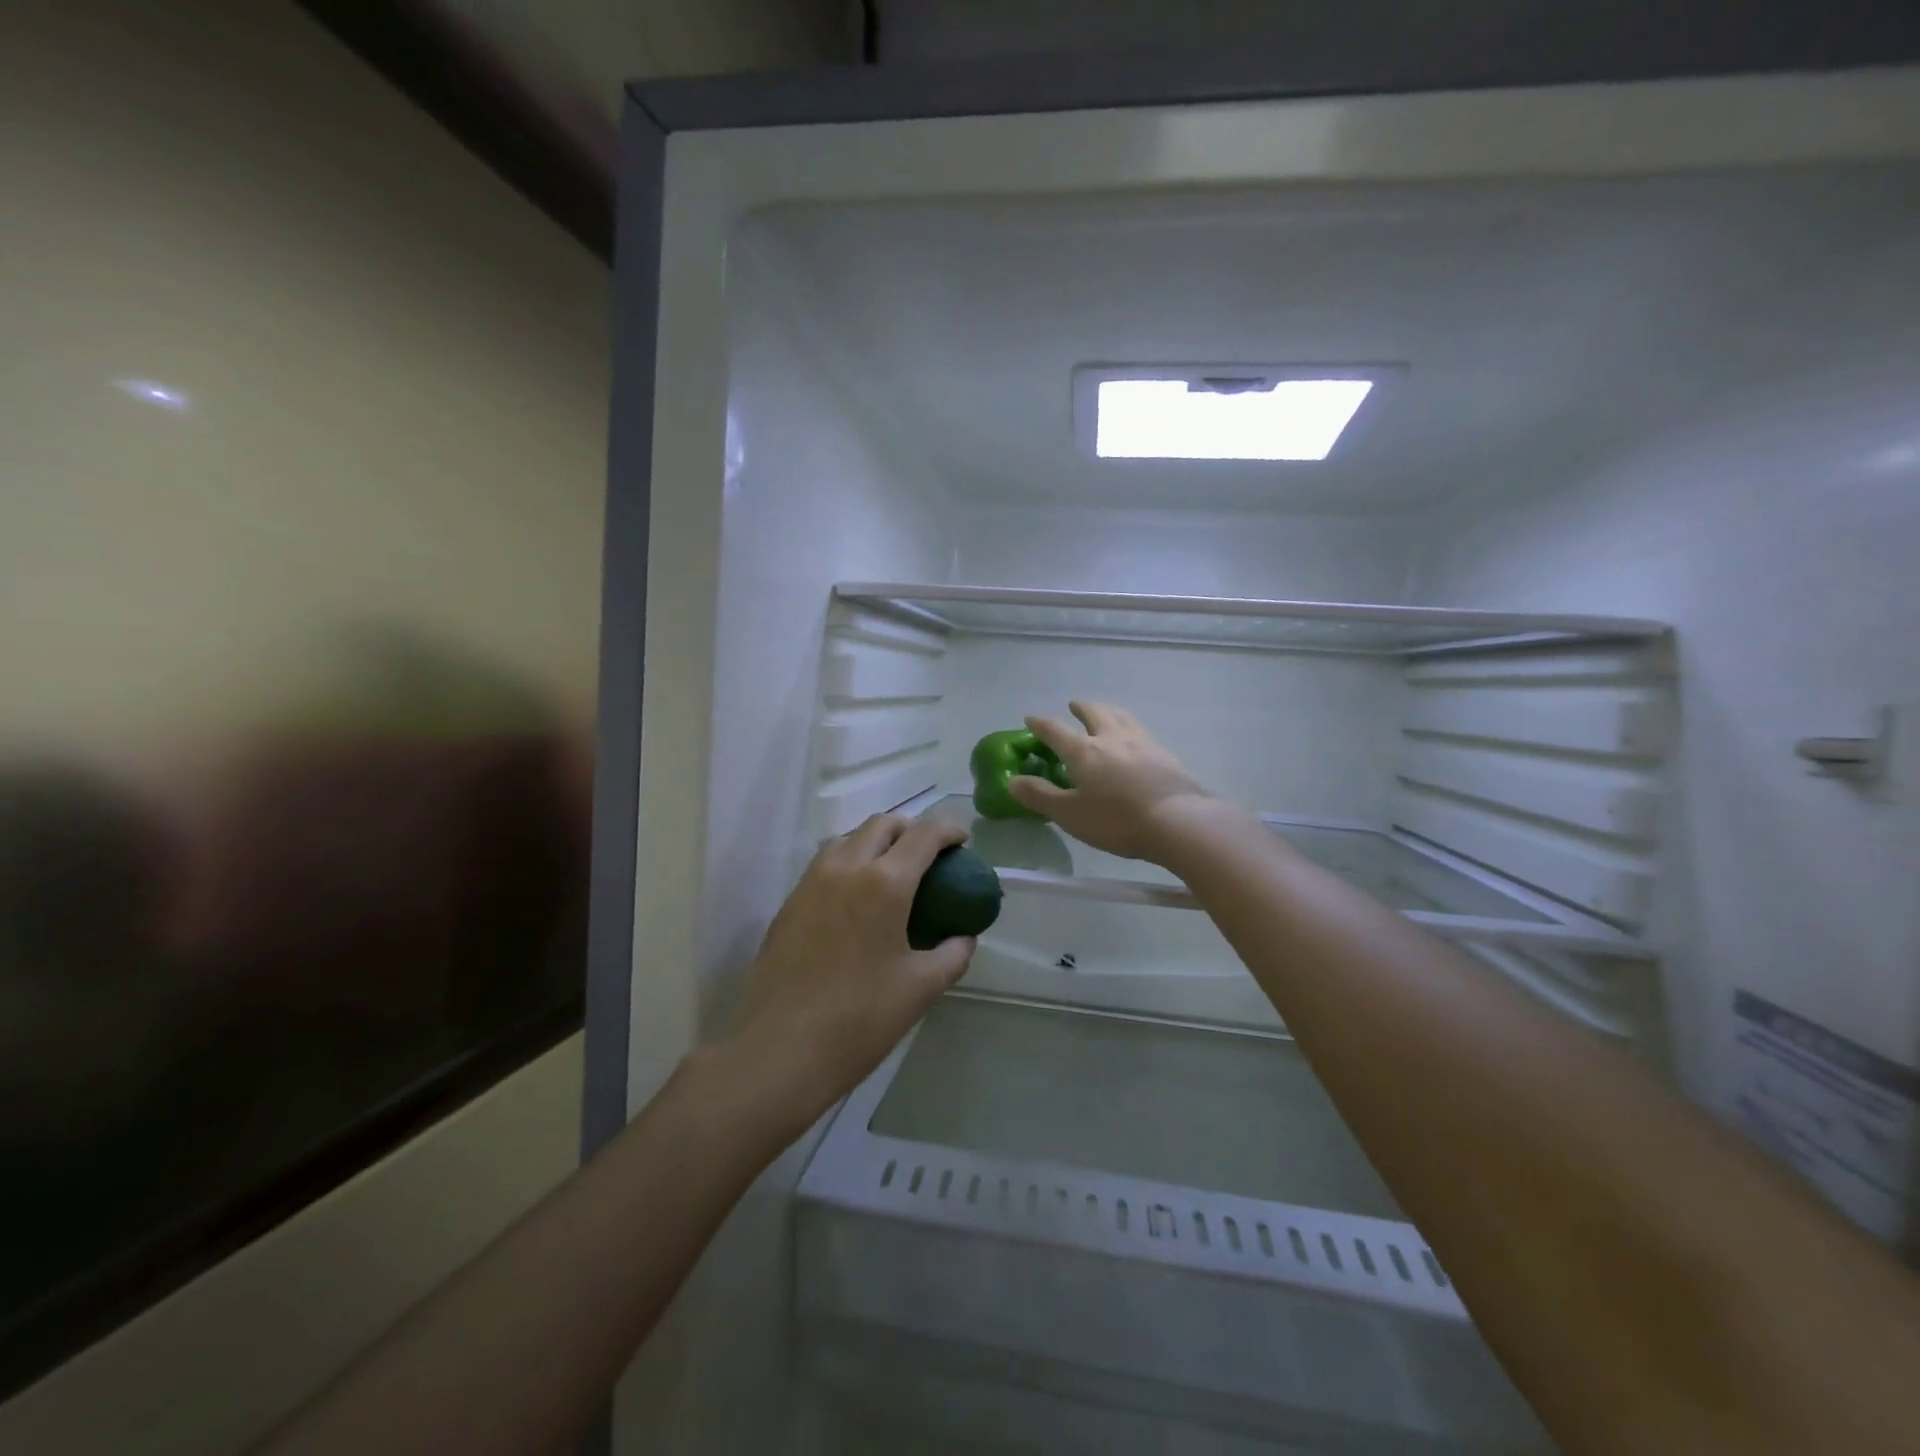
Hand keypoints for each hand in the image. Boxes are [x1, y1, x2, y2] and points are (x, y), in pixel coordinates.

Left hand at [725, 813, 976, 1127]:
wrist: (782, 1048)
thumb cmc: (860, 1018)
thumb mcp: (921, 988)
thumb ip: (952, 954)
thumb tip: (964, 938)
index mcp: (885, 883)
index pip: (923, 835)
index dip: (948, 830)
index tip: (962, 842)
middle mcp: (846, 868)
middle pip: (882, 824)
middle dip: (910, 828)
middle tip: (928, 854)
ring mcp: (812, 882)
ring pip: (848, 838)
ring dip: (875, 841)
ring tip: (890, 871)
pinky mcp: (789, 902)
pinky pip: (825, 863)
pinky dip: (849, 862)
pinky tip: (855, 898)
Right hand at [1007, 701, 1210, 862]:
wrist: (1179, 822)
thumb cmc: (1117, 820)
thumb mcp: (1070, 814)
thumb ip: (1040, 796)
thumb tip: (1012, 781)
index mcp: (1084, 751)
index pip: (1056, 731)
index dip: (1041, 724)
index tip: (1031, 719)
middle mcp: (1111, 738)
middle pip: (1095, 713)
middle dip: (1081, 707)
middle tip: (1073, 705)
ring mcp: (1143, 744)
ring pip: (1122, 717)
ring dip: (1109, 711)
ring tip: (1106, 713)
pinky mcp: (1166, 756)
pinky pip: (1143, 733)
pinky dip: (1132, 729)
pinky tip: (1136, 741)